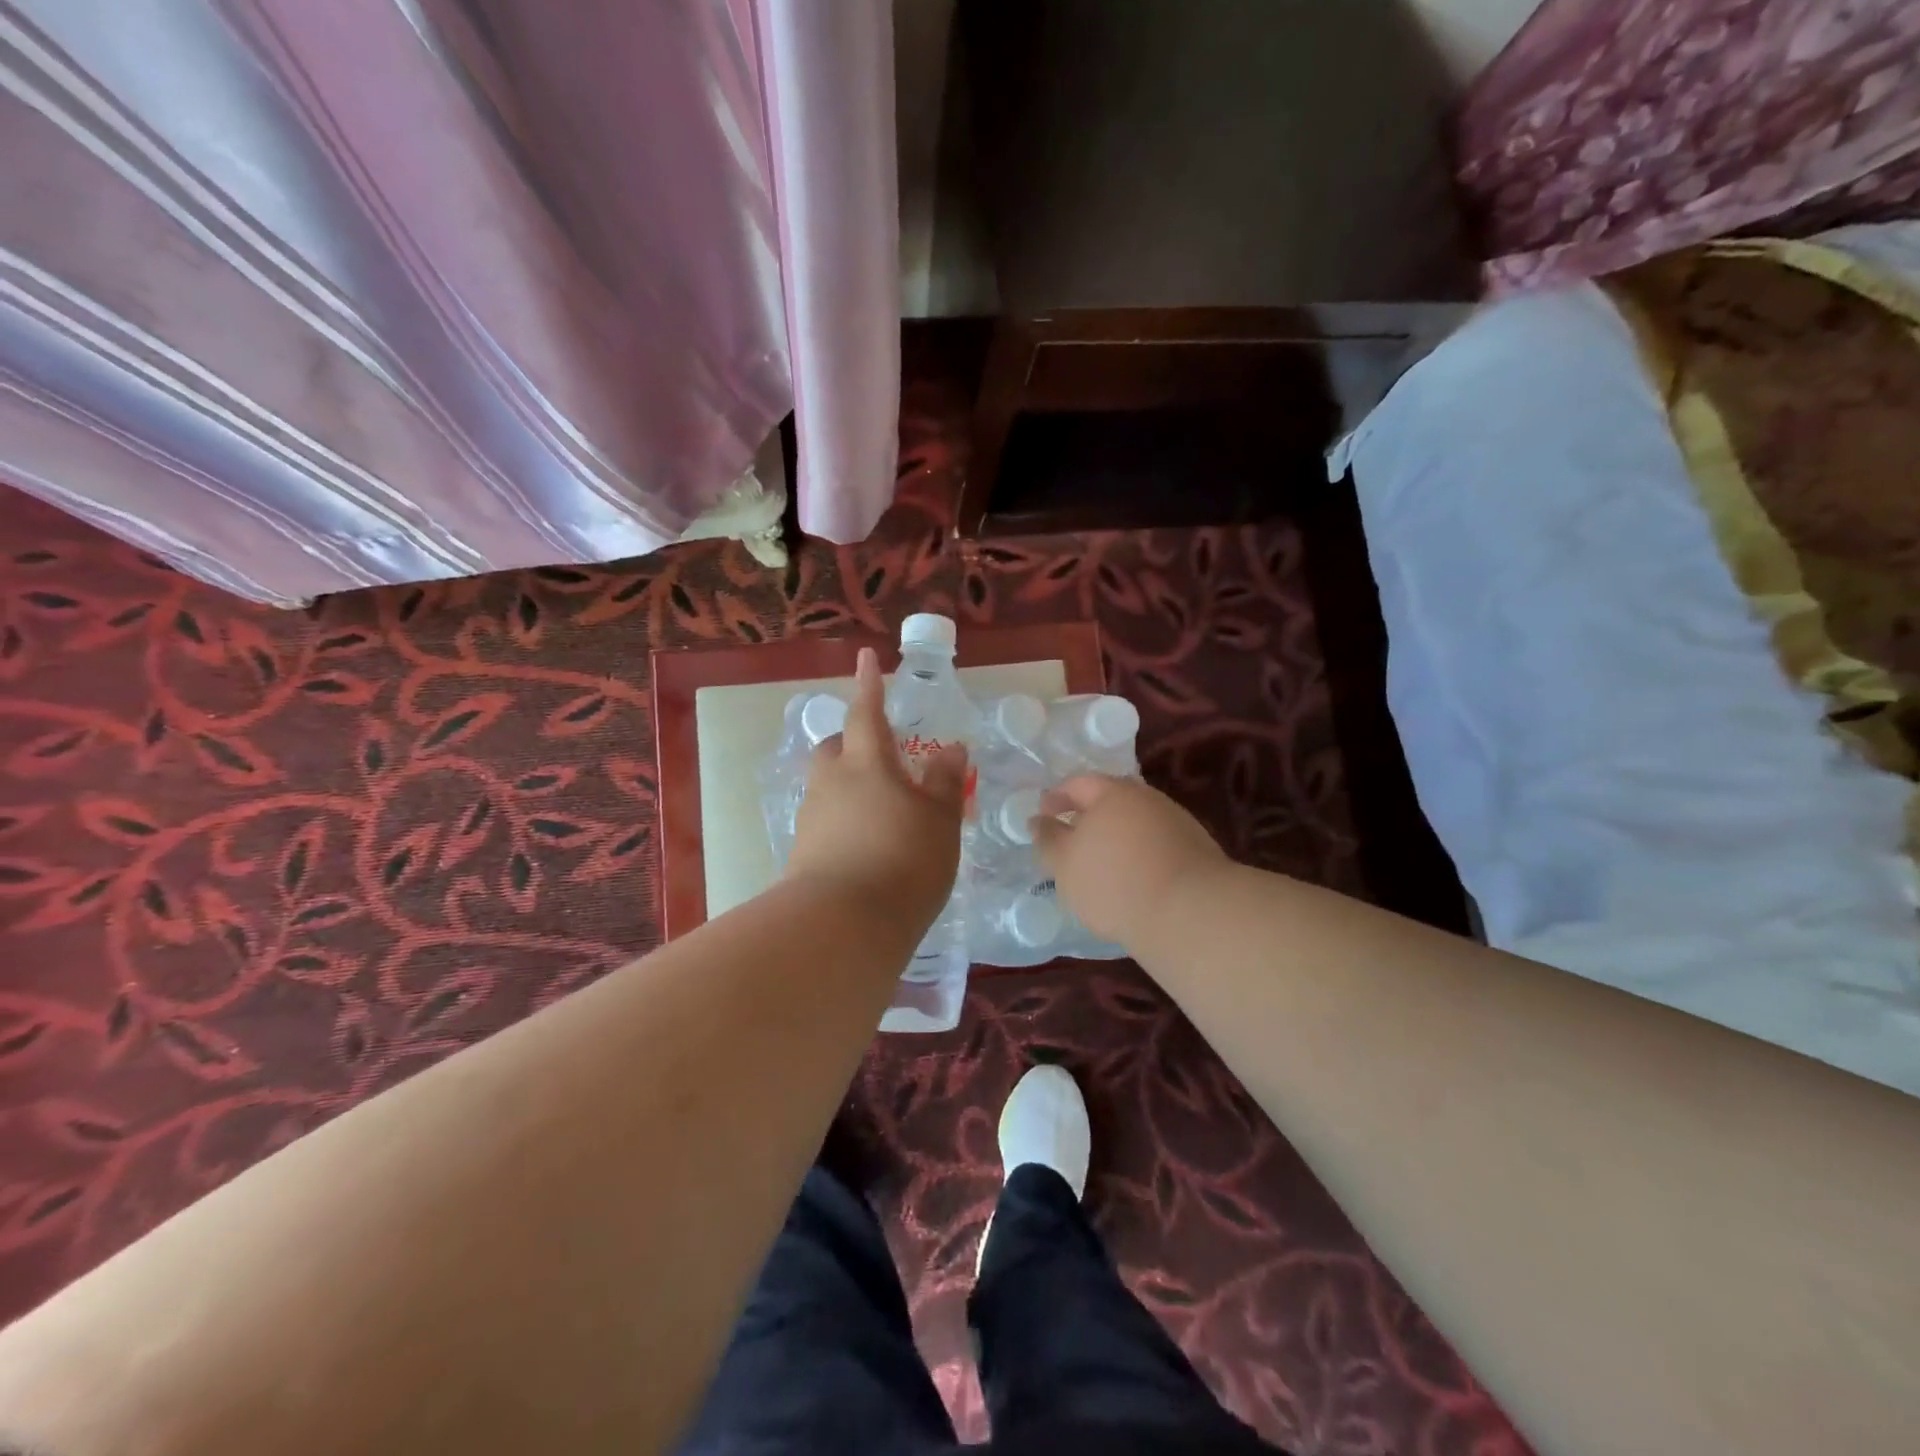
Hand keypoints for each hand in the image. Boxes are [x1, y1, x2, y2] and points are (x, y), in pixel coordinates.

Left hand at [787, 647, 967, 930]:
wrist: (842, 924)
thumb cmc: (903, 861)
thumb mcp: (940, 821)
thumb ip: (945, 781)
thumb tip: (951, 748)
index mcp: (867, 763)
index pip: (867, 711)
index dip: (869, 684)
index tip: (865, 657)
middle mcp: (831, 782)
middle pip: (835, 748)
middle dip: (853, 742)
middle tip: (881, 755)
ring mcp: (812, 817)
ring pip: (828, 786)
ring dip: (849, 786)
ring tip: (881, 808)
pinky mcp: (802, 852)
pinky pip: (826, 821)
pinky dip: (844, 820)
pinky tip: (866, 844)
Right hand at [1032, 775, 1228, 946]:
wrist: (1190, 912)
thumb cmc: (1114, 881)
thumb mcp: (1064, 864)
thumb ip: (1047, 839)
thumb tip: (1038, 820)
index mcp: (1113, 792)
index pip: (1078, 783)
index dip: (1056, 797)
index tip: (1043, 815)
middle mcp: (1147, 798)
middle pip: (1111, 799)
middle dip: (1088, 815)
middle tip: (1071, 837)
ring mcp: (1176, 822)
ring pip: (1136, 822)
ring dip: (1115, 836)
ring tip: (1100, 864)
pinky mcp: (1195, 850)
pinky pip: (1155, 844)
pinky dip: (1138, 854)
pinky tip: (1132, 878)